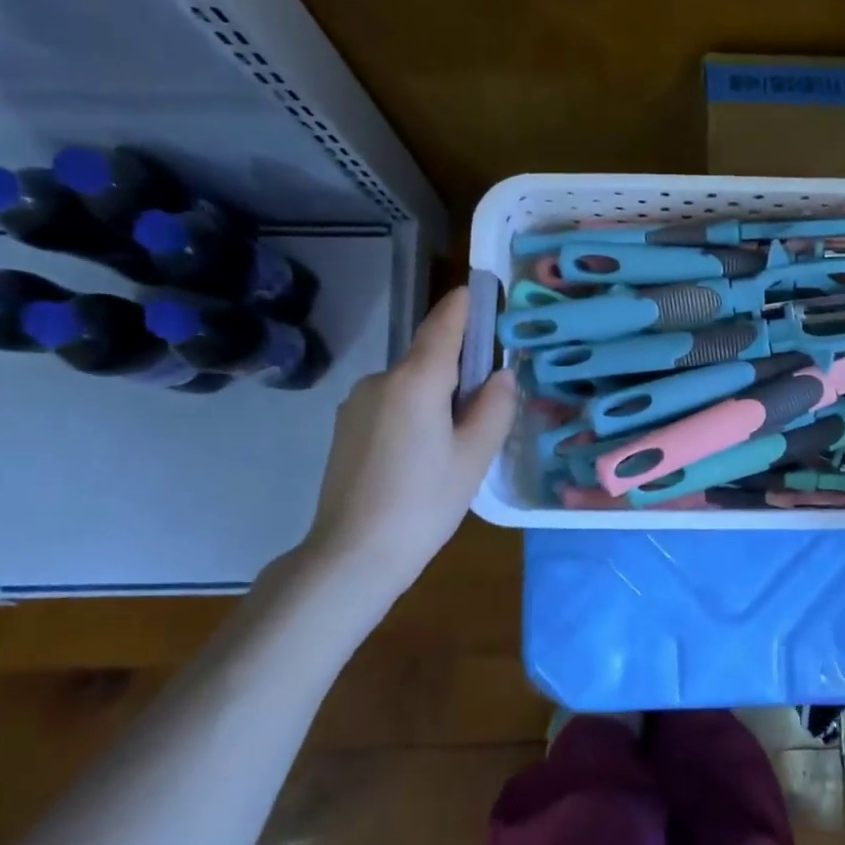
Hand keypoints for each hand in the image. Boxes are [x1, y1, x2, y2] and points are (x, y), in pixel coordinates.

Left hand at [291, 287, 516, 589]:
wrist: (350, 555)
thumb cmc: (424, 503)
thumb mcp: (474, 457)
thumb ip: (494, 407)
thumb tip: (500, 375)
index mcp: (416, 379)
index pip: (444, 324)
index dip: (465, 305)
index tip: (482, 289)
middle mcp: (381, 379)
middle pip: (428, 357)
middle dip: (458, 370)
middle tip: (485, 410)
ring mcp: (357, 403)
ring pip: (409, 385)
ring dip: (434, 398)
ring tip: (452, 447)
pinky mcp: (345, 427)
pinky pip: (390, 405)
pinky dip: (412, 415)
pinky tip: (419, 458)